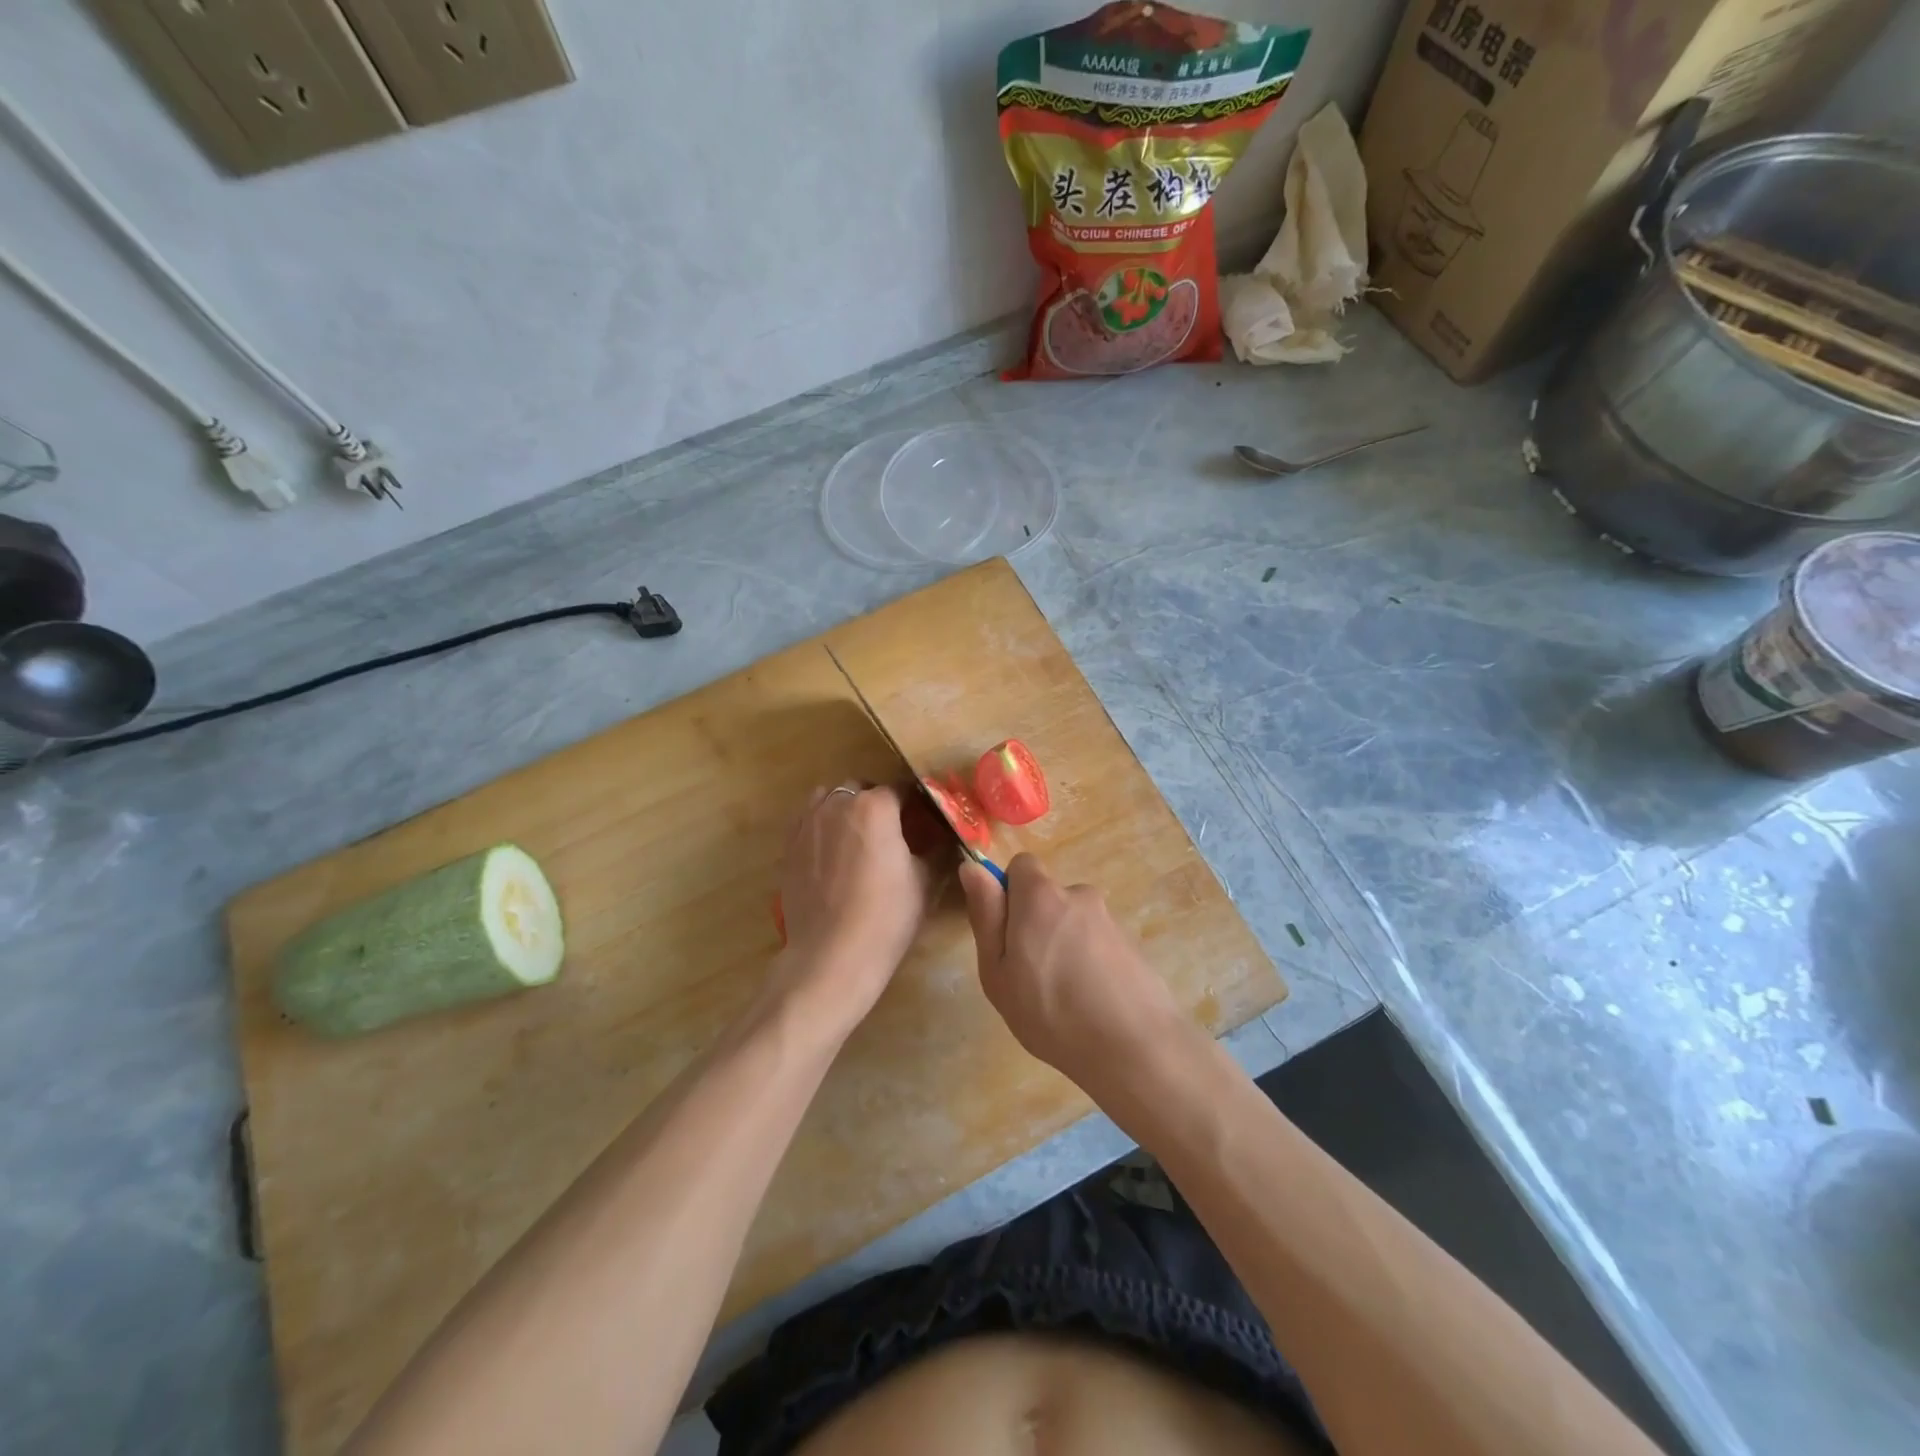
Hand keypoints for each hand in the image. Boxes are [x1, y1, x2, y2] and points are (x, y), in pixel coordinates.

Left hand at [770, 783, 932, 1038]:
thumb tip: (949, 836)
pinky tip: (834, 851)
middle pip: (863, 789)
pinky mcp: (790, 845)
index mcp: (876, 806)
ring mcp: (808, 822)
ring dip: (847, 807)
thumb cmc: (886, 917)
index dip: (916, 801)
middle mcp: (838, 804)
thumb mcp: (926, 882)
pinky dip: (823, 824)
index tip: (925, 817)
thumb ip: (938, 849)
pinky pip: (809, 819)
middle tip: (893, 831)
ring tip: (859, 837)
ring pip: (831, 798)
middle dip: (879, 802)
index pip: (901, 788)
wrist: (831, 957)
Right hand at [959, 853, 1187, 1094]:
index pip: (1022, 865)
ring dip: (1065, 947)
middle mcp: (1079, 896)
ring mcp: (1110, 920)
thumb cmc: (1050, 1012)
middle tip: (1030, 976)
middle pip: (1048, 898)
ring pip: (1073, 924)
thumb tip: (972, 868)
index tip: (1007, 935)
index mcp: (1041, 896)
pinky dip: (1090, 964)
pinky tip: (1091, 1004)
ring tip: (1064, 998)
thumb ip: (986, 915)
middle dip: (1037, 926)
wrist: (1134, 1049)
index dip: (1010, 894)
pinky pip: (1098, 944)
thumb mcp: (997, 970)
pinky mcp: (1133, 945)